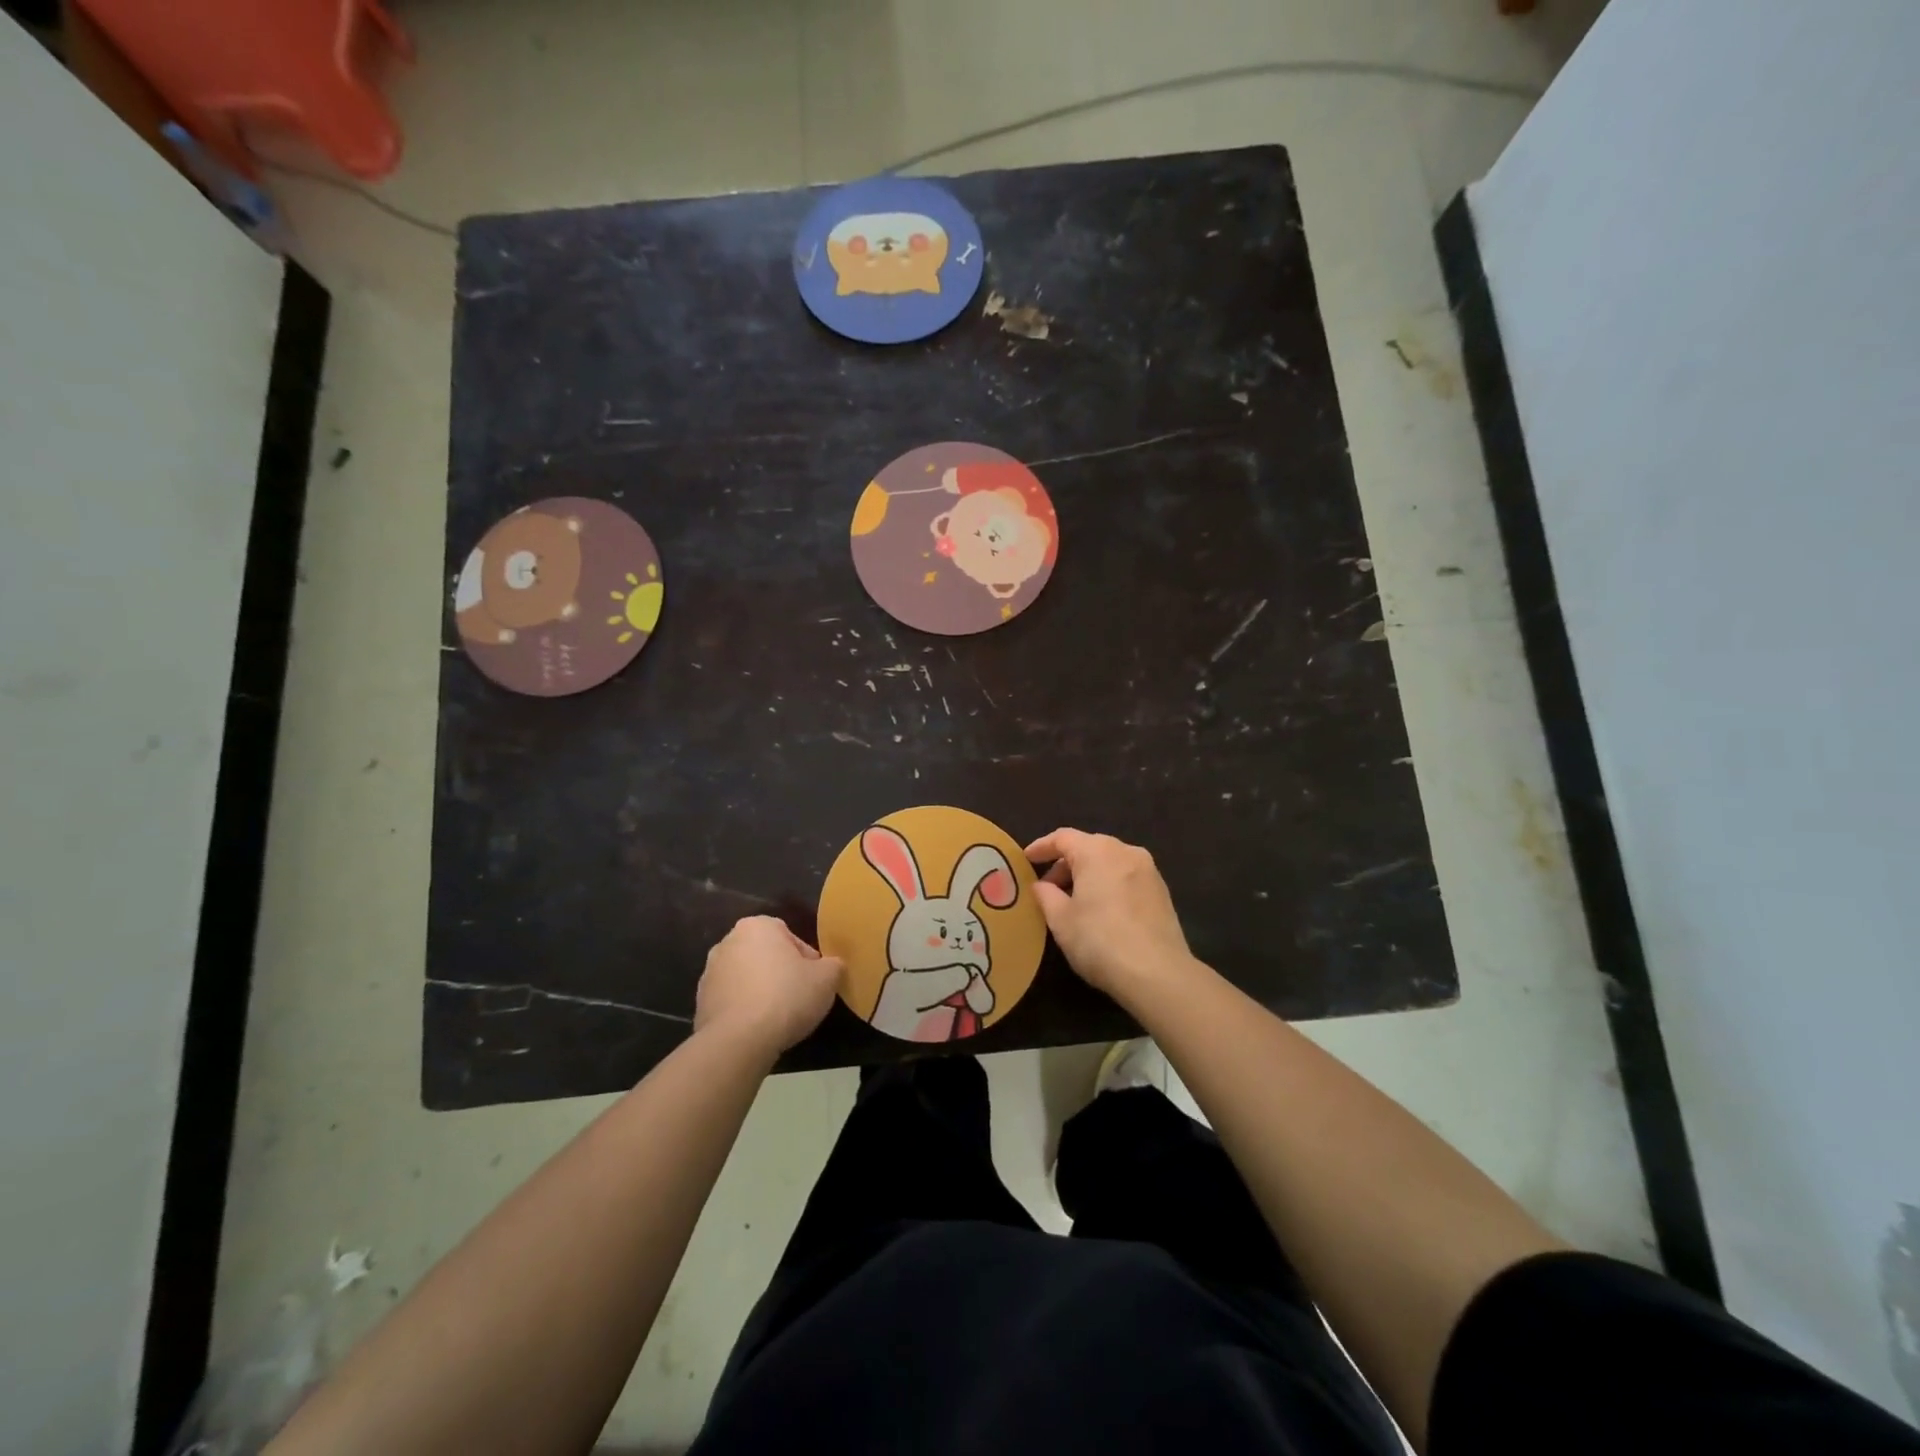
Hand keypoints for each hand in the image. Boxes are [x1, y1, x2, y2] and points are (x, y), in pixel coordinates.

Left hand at [694, 916, 841, 1059]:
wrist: (739, 1040)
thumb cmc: (786, 997)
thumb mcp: (827, 978)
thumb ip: (833, 965)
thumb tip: (831, 967)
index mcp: (758, 926)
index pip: (790, 937)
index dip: (807, 960)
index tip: (814, 982)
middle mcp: (728, 942)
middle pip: (765, 955)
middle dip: (780, 972)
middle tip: (798, 997)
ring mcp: (710, 972)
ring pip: (747, 978)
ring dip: (760, 991)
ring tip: (778, 1017)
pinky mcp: (700, 1002)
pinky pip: (731, 1001)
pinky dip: (744, 1010)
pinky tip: (757, 1029)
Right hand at [1024, 829, 1198, 1000]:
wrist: (1158, 973)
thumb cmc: (1100, 941)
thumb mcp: (1061, 920)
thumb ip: (1046, 896)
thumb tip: (1041, 885)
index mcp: (1097, 851)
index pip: (1062, 838)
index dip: (1041, 847)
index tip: (1026, 859)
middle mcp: (1125, 851)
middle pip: (1088, 847)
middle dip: (1065, 864)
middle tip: (1048, 888)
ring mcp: (1148, 870)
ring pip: (1109, 862)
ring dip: (1088, 875)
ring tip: (1073, 902)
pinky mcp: (1162, 891)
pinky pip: (1126, 877)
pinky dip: (1109, 885)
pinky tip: (1101, 910)